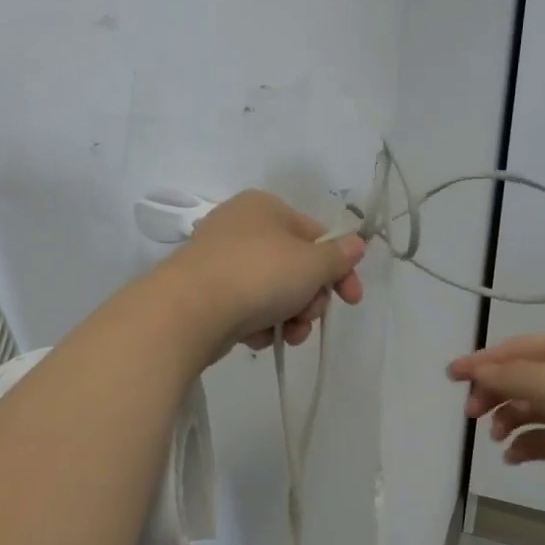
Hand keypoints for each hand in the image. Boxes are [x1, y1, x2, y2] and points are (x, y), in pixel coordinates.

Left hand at [164, 190, 365, 359]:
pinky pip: (246, 307)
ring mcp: (220, 260)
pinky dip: (257, 324)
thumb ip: (338, 257)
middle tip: (307, 318)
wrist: (189, 311)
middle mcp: (241, 227)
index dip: (340, 270)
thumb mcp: (311, 264)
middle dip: (310, 300)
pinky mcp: (206, 292)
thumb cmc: (259, 275)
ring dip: (289, 317)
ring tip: (285, 335)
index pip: (317, 236)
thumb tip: (355, 244)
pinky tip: (254, 337)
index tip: (352, 300)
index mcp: (266, 207)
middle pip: (295, 266)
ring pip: (273, 291)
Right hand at [447, 335, 544, 515]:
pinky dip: (524, 446)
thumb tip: (475, 371)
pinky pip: (542, 440)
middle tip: (471, 413)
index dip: (482, 361)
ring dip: (507, 420)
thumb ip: (509, 375)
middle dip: (493, 392)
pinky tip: (512, 456)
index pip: (517, 350)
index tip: (450, 375)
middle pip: (520, 379)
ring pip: (529, 410)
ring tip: (496, 436)